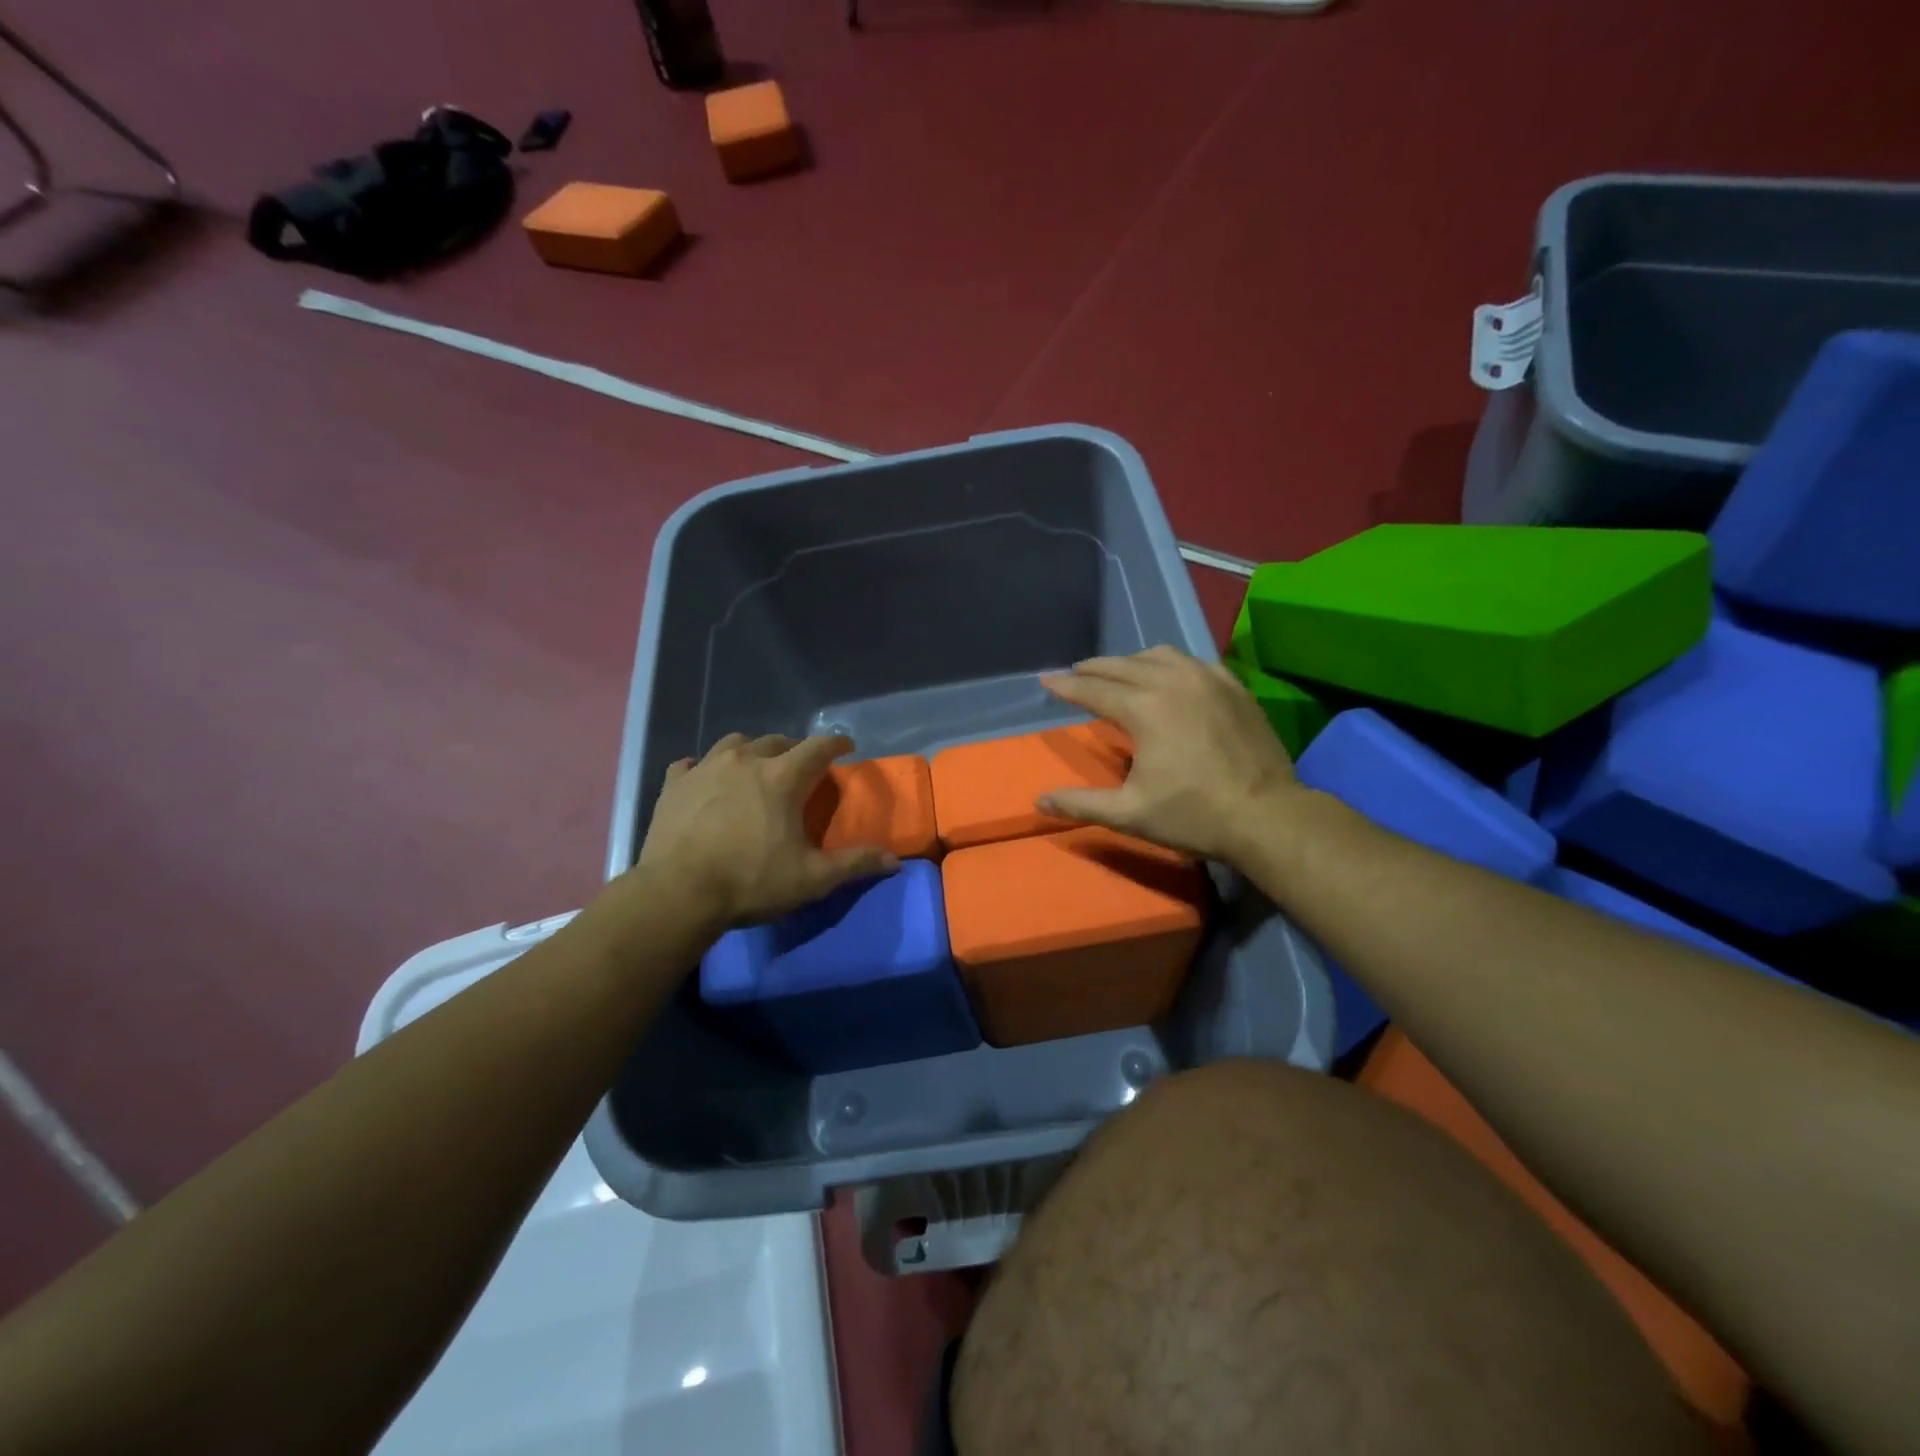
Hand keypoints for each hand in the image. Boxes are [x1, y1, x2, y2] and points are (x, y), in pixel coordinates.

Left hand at [637, 733, 898, 927]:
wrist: (677, 894)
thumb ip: (854, 865)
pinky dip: (702, 769)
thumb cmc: (750, 881)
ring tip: (754, 768)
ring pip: (734, 743)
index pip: (818, 747)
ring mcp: (705, 769)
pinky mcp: (674, 785)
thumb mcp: (812, 879)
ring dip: (750, 751)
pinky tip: (704, 781)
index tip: (846, 746)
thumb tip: (894, 861)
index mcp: (782, 777)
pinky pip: (690, 765)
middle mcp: (745, 761)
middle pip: (776, 741)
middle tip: (799, 768)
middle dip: (793, 749)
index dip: (836, 744)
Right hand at [1038, 646, 1301, 861]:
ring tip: (1119, 673)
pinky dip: (1172, 664)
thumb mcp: (1130, 814)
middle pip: (1123, 665)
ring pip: (1160, 655)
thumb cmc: (1194, 815)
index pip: (1094, 689)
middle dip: (1094, 669)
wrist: (1268, 816)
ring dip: (1132, 662)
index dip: (1066, 686)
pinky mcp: (1234, 687)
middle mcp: (1173, 682)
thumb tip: (1038, 802)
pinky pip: (1194, 662)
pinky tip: (1170, 676)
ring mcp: (1208, 680)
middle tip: (1076, 674)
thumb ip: (1081, 804)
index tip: (1046, 680)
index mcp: (1144, 709)